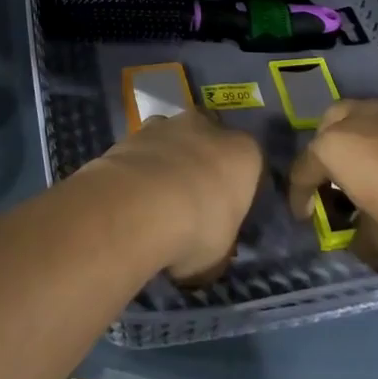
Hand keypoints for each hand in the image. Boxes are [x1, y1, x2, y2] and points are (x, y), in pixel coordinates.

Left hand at [88, 111, 261, 283]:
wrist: (139, 207)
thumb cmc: (196, 230)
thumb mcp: (219, 253)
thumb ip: (218, 241)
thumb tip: (206, 250)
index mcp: (244, 153)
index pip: (248, 167)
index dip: (235, 192)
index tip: (223, 216)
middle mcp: (208, 128)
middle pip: (208, 145)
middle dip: (200, 167)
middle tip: (188, 205)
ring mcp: (167, 125)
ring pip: (172, 143)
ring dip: (165, 164)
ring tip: (152, 203)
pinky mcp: (132, 132)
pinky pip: (141, 152)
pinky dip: (136, 170)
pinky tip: (129, 198)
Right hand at [288, 100, 377, 264]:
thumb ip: (360, 239)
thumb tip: (357, 237)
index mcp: (334, 146)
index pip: (303, 171)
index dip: (300, 197)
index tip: (305, 218)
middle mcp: (357, 117)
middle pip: (328, 130)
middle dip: (326, 155)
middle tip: (336, 183)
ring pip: (360, 118)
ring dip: (358, 142)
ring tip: (372, 171)